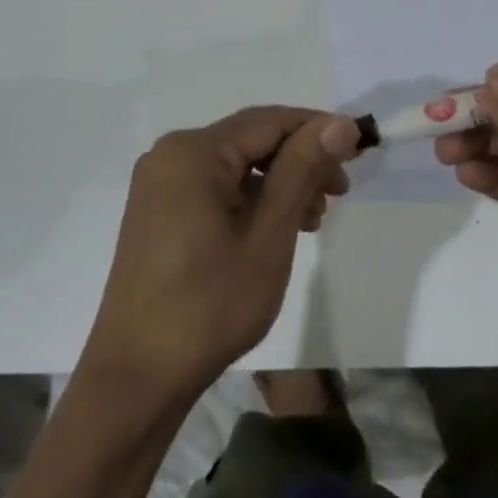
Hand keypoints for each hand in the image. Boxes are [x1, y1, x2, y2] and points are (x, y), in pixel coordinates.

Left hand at [80, 107, 361, 411]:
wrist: (138, 376)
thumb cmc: (210, 304)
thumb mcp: (269, 234)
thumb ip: (303, 169)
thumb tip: (339, 123)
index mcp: (193, 152)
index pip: (269, 121)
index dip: (318, 130)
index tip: (360, 151)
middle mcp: (170, 155)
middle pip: (250, 140)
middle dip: (300, 160)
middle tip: (339, 193)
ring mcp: (159, 184)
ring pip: (235, 165)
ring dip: (278, 182)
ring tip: (312, 219)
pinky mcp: (158, 211)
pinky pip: (214, 186)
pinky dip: (251, 199)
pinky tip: (275, 227)